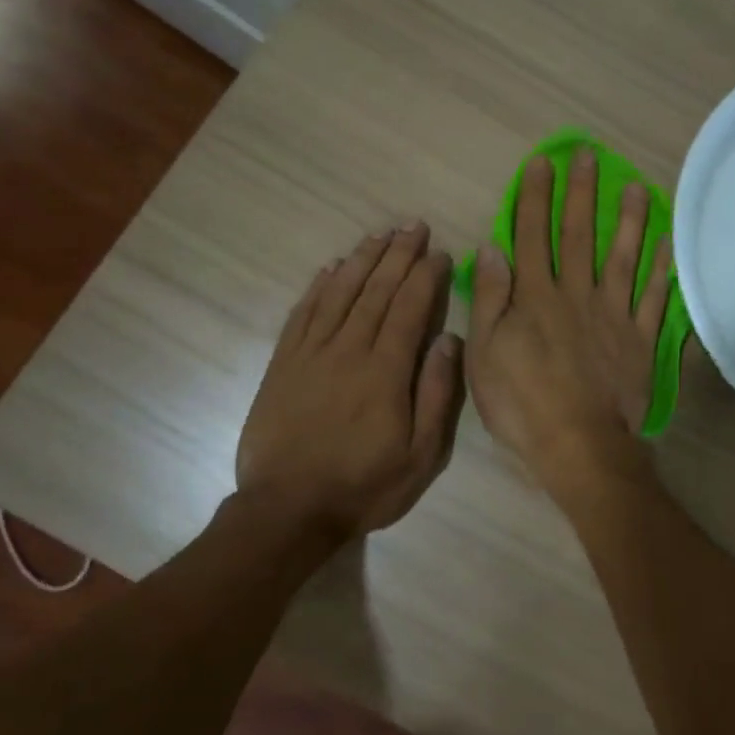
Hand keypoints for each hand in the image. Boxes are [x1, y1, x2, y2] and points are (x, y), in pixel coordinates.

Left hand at [237, 223, 463, 540]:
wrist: (287, 509)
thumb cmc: (364, 486)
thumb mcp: (420, 455)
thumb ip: (436, 394)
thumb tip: (449, 341)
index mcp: (386, 371)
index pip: (410, 308)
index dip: (426, 276)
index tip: (439, 251)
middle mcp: (349, 350)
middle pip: (376, 291)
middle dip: (397, 254)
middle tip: (413, 225)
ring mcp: (311, 354)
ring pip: (340, 293)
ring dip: (362, 260)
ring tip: (379, 235)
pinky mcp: (284, 364)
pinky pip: (304, 314)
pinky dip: (319, 287)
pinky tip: (331, 269)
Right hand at [465, 151, 672, 498]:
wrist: (578, 444)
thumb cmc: (522, 403)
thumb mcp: (484, 353)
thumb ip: (490, 298)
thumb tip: (491, 247)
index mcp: (535, 297)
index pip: (533, 235)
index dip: (536, 197)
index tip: (542, 163)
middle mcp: (577, 294)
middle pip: (578, 235)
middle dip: (581, 192)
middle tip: (588, 155)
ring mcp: (614, 315)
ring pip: (623, 257)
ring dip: (629, 220)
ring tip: (638, 186)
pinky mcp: (641, 339)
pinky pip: (655, 298)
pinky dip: (663, 270)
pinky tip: (670, 243)